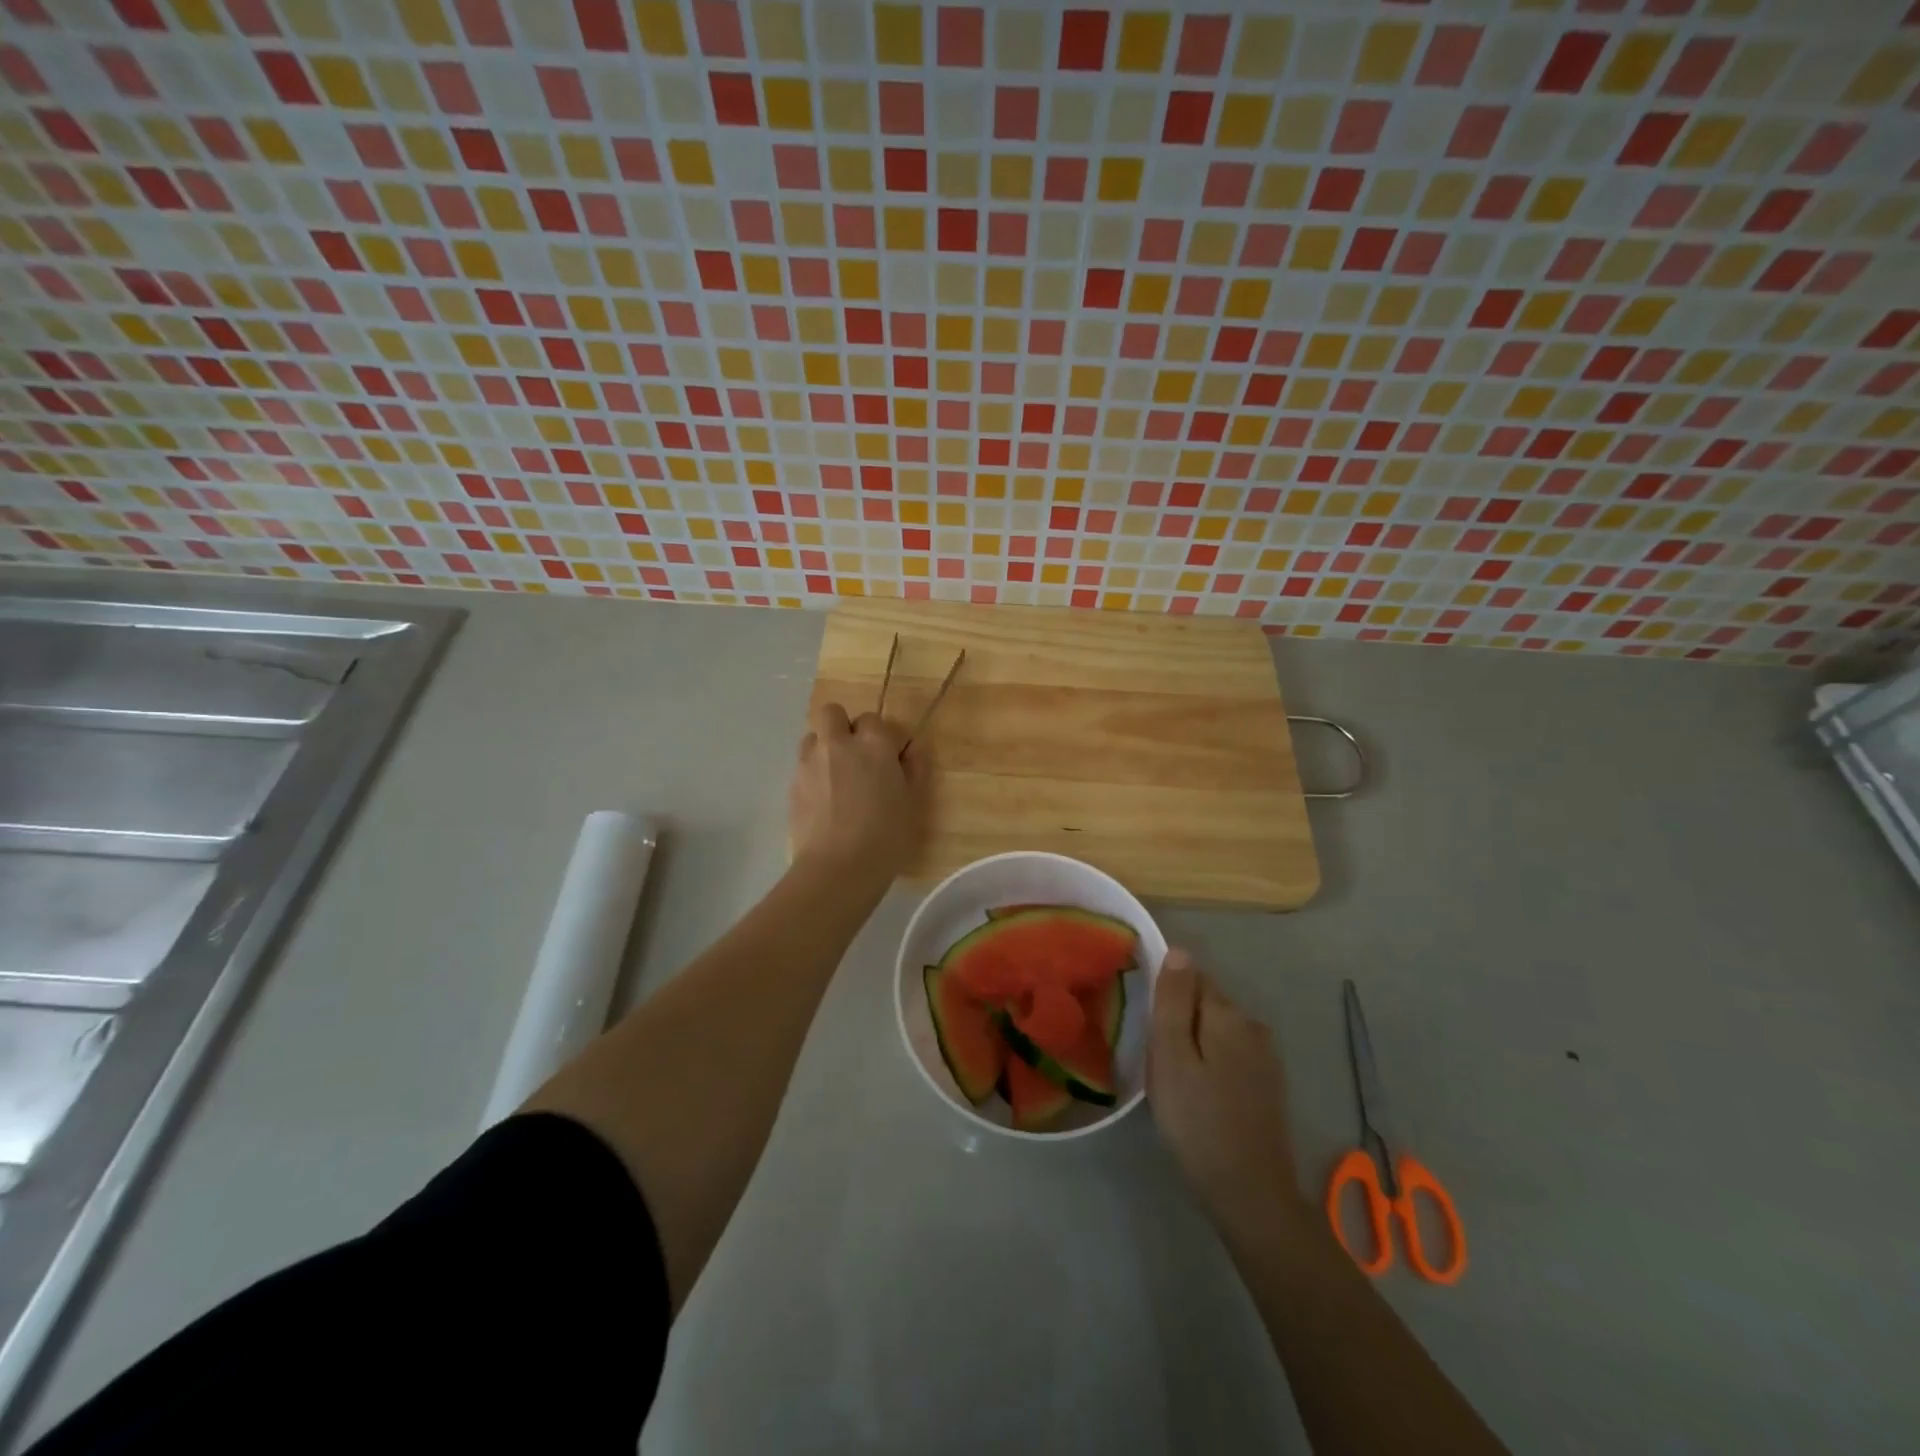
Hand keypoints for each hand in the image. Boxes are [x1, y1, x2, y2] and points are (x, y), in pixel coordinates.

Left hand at [789, 701, 924, 881]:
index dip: (879, 736)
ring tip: (835, 778)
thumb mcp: (913, 803)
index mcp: (873, 744)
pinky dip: (812, 775)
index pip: (873, 719)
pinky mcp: (792, 785)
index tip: (886, 758)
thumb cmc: (886, 836)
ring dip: (823, 748)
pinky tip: (823, 802)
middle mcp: (838, 744)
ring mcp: (810, 763)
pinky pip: (802, 766)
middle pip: (832, 713)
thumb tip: (911, 748)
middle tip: (855, 757)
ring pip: (812, 737)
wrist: (838, 868)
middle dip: (842, 727)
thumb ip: (914, 769)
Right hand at [1148, 950, 1310, 1236]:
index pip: (1191, 976)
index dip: (1166, 994)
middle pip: (1206, 1001)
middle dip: (1180, 1017)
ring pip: (1218, 1029)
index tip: (1148, 1026)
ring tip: (1175, 1078)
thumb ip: (1173, 1000)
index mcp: (1227, 1013)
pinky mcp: (1269, 1083)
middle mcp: (1252, 1025)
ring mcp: (1266, 1055)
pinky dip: (1212, 1061)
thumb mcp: (1171, 1056)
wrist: (1251, 1193)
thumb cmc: (1197, 1121)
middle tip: (1157, 1057)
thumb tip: (1179, 950)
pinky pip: (1231, 1053)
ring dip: (1196, 1041)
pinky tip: (1200, 1093)